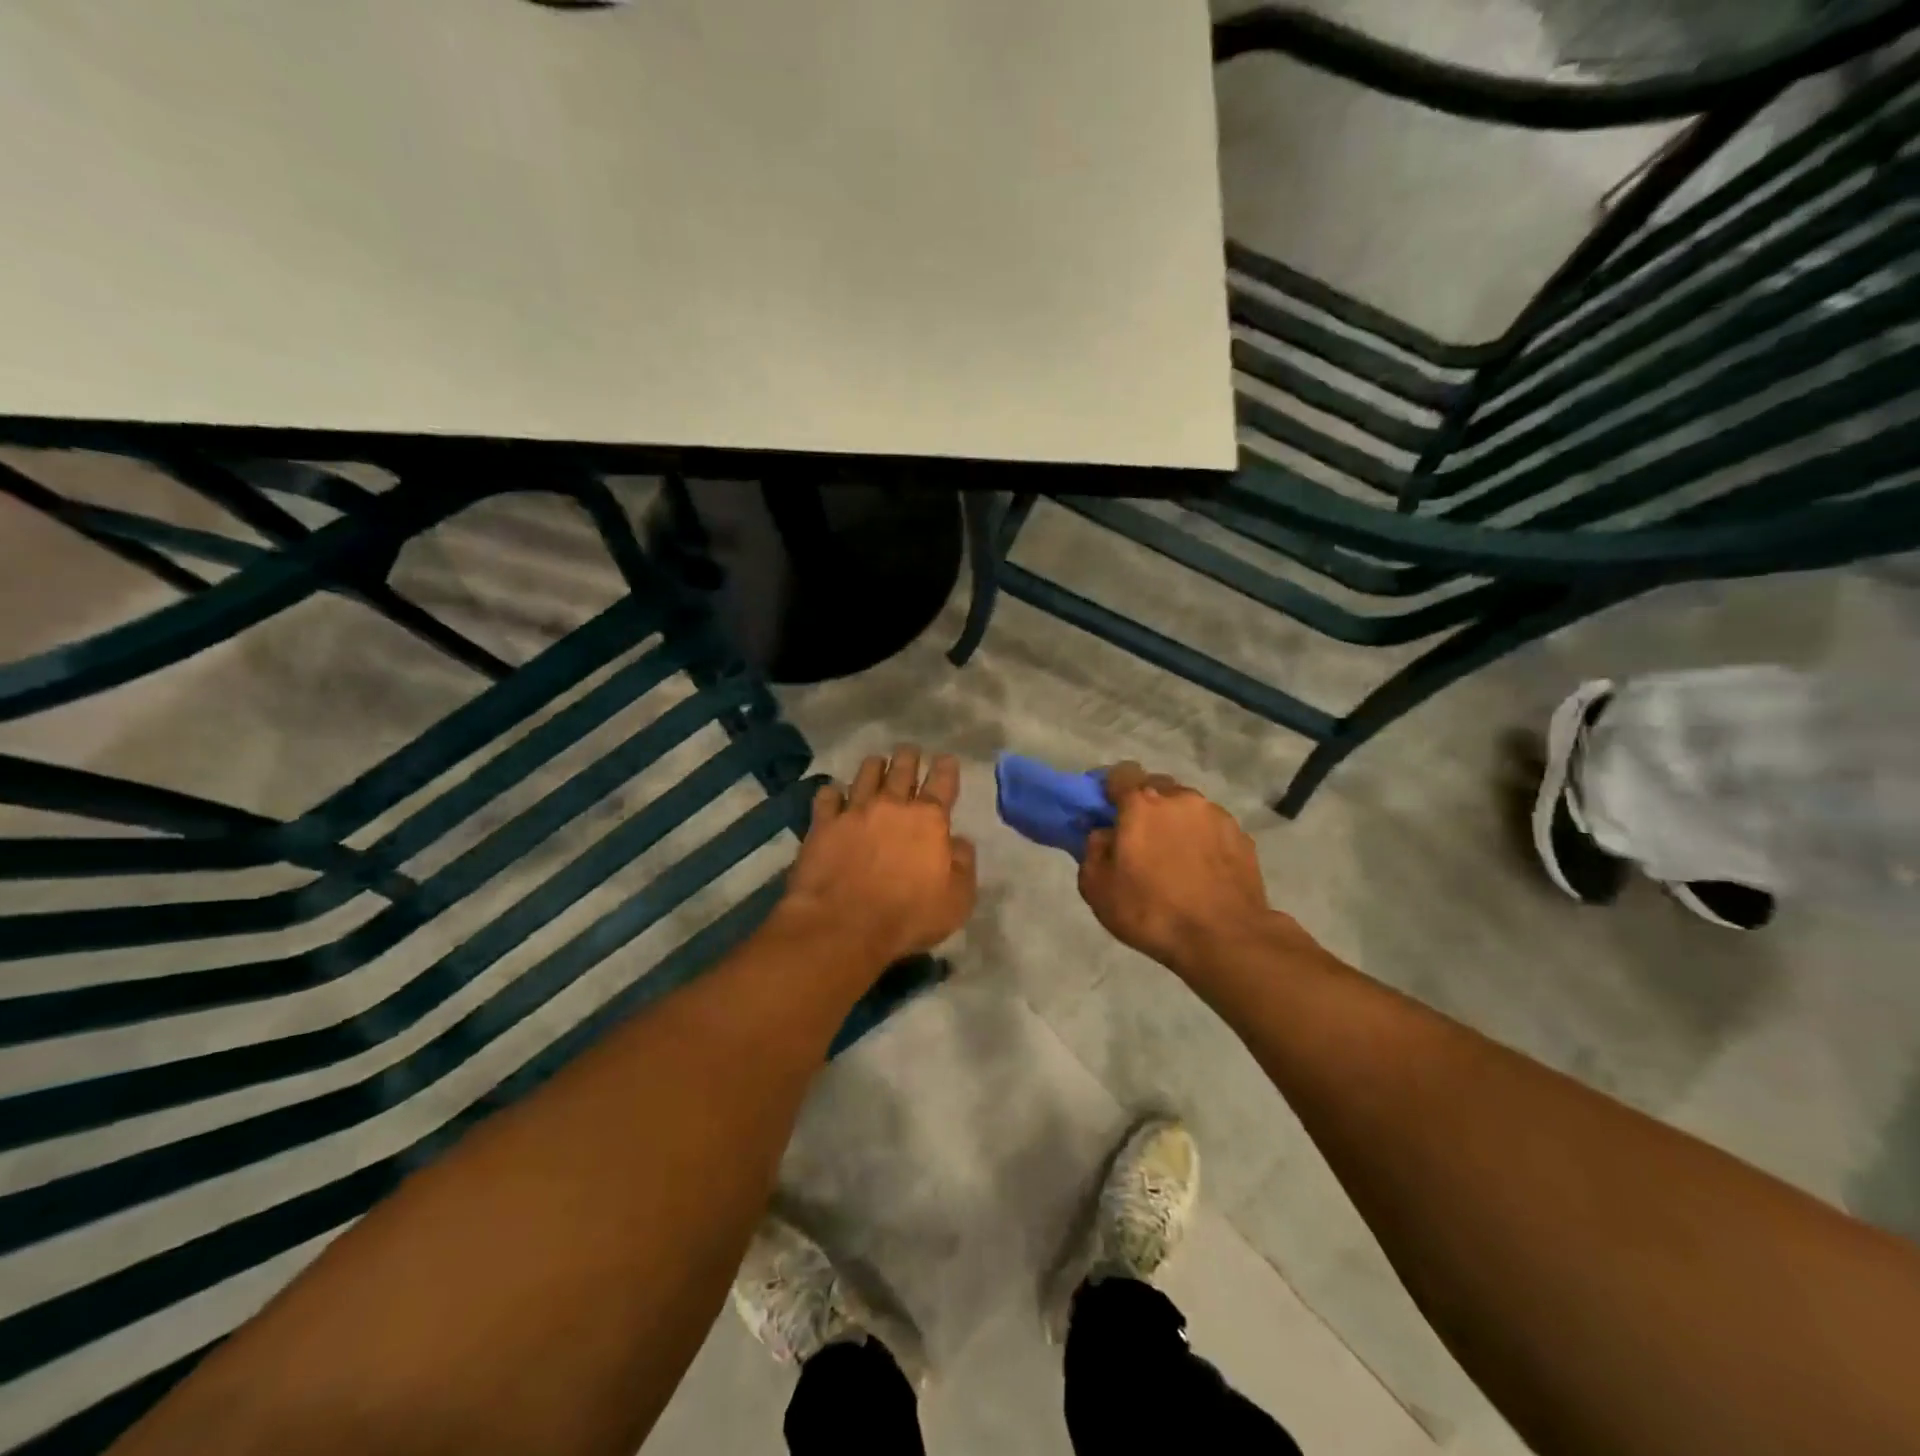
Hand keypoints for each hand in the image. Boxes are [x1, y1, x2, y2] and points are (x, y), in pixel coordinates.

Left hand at [780, 745, 977, 966]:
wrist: (844, 925)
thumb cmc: (908, 916)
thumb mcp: (957, 899)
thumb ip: (963, 865)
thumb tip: (960, 841)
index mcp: (929, 820)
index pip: (943, 783)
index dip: (946, 768)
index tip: (946, 758)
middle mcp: (892, 806)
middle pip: (902, 769)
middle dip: (908, 757)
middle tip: (909, 751)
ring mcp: (855, 811)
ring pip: (866, 774)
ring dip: (874, 766)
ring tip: (876, 762)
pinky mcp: (823, 824)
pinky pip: (827, 796)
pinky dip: (833, 792)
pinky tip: (834, 793)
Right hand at [1079, 763, 1272, 972]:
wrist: (1225, 938)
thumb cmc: (1151, 912)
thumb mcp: (1097, 888)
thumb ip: (1093, 850)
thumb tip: (1104, 834)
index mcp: (1141, 803)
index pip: (1121, 773)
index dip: (1111, 789)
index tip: (1106, 812)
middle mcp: (1180, 798)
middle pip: (1156, 787)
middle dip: (1145, 806)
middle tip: (1140, 839)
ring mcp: (1215, 814)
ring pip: (1186, 807)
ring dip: (1176, 823)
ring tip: (1175, 859)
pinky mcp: (1241, 836)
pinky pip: (1212, 828)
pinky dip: (1202, 840)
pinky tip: (1201, 871)